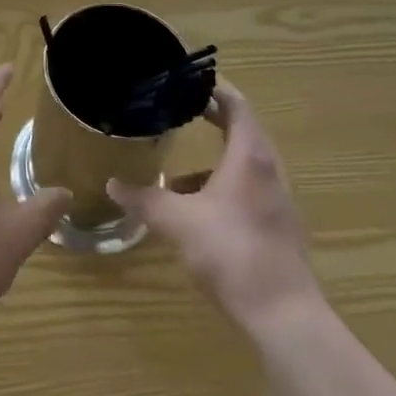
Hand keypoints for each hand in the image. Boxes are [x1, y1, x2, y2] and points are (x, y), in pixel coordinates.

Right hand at [108, 82, 321, 330]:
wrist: (283, 315)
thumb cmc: (230, 253)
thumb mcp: (177, 222)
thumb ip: (144, 199)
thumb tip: (113, 183)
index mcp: (249, 156)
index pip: (236, 104)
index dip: (213, 88)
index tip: (186, 79)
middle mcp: (268, 169)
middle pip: (242, 129)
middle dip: (211, 118)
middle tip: (177, 109)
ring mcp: (276, 199)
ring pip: (244, 163)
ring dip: (214, 157)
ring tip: (177, 167)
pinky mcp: (276, 225)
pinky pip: (247, 189)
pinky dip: (221, 185)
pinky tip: (195, 209)